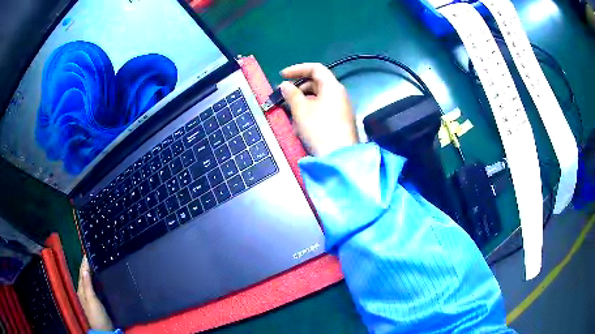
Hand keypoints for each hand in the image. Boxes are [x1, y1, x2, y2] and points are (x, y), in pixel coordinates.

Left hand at [77, 256, 113, 330]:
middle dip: (87, 265)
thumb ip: (87, 285)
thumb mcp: (92, 301)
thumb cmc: (97, 316)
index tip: (88, 250)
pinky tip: (100, 277)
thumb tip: (85, 268)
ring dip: (92, 271)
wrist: (104, 331)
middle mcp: (84, 291)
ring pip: (89, 280)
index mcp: (81, 289)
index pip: (82, 272)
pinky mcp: (97, 301)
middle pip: (85, 275)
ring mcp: (90, 297)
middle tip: (94, 254)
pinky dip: (96, 279)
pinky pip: (95, 286)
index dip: (84, 262)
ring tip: (97, 262)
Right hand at [280, 63, 357, 155]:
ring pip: (319, 98)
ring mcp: (342, 108)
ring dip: (303, 102)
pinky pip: (323, 109)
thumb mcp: (301, 110)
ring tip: (291, 114)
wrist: (339, 156)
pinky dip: (310, 111)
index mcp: (332, 86)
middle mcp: (340, 94)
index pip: (315, 68)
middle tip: (284, 96)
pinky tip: (301, 124)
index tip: (282, 76)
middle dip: (299, 88)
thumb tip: (285, 85)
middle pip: (317, 83)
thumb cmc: (319, 128)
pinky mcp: (340, 121)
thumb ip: (291, 94)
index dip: (297, 69)